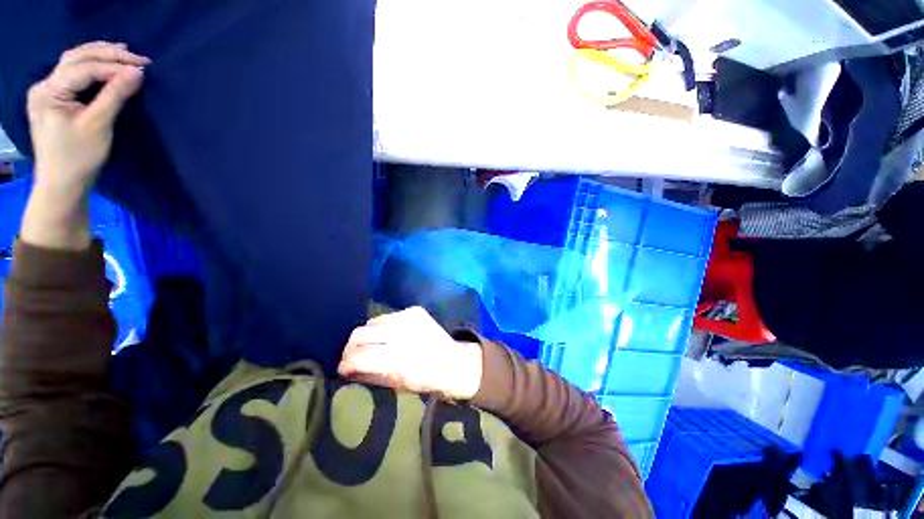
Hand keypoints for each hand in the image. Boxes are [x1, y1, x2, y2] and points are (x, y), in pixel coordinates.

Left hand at [21, 42, 148, 249]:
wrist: (62, 184)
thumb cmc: (78, 158)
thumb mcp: (98, 125)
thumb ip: (115, 95)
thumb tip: (137, 72)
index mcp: (49, 91)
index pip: (84, 68)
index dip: (113, 66)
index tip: (143, 68)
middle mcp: (44, 85)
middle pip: (77, 58)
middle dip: (107, 54)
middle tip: (137, 57)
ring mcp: (48, 91)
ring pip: (75, 61)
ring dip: (100, 55)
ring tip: (124, 53)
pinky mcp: (55, 98)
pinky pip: (74, 73)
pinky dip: (93, 65)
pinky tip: (106, 64)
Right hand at [338, 307, 483, 400]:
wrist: (454, 362)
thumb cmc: (427, 380)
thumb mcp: (396, 386)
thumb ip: (370, 376)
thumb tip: (348, 370)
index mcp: (397, 358)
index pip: (357, 356)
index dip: (344, 364)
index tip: (342, 370)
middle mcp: (401, 332)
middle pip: (359, 333)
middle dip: (350, 348)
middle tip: (352, 358)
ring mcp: (409, 317)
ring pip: (371, 322)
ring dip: (367, 336)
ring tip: (371, 346)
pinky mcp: (414, 310)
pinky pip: (387, 316)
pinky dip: (382, 327)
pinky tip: (389, 336)